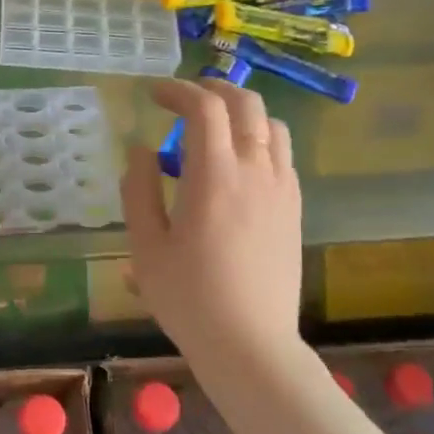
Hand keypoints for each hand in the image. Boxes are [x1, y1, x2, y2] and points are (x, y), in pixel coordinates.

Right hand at [121, 80, 302, 365]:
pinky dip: (260, 140)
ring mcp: (282, 189)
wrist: (250, 344)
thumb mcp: (146, 247)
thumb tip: (141, 150)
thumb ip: (138, 190)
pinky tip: (238, 164)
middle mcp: (255, 171)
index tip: (154, 94)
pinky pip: (282, 155)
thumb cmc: (188, 298)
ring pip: (272, 125)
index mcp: (214, 176)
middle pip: (247, 104)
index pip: (204, 108)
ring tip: (214, 126)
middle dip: (214, 89)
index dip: (178, 90)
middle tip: (185, 98)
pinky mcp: (294, 209)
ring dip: (242, 112)